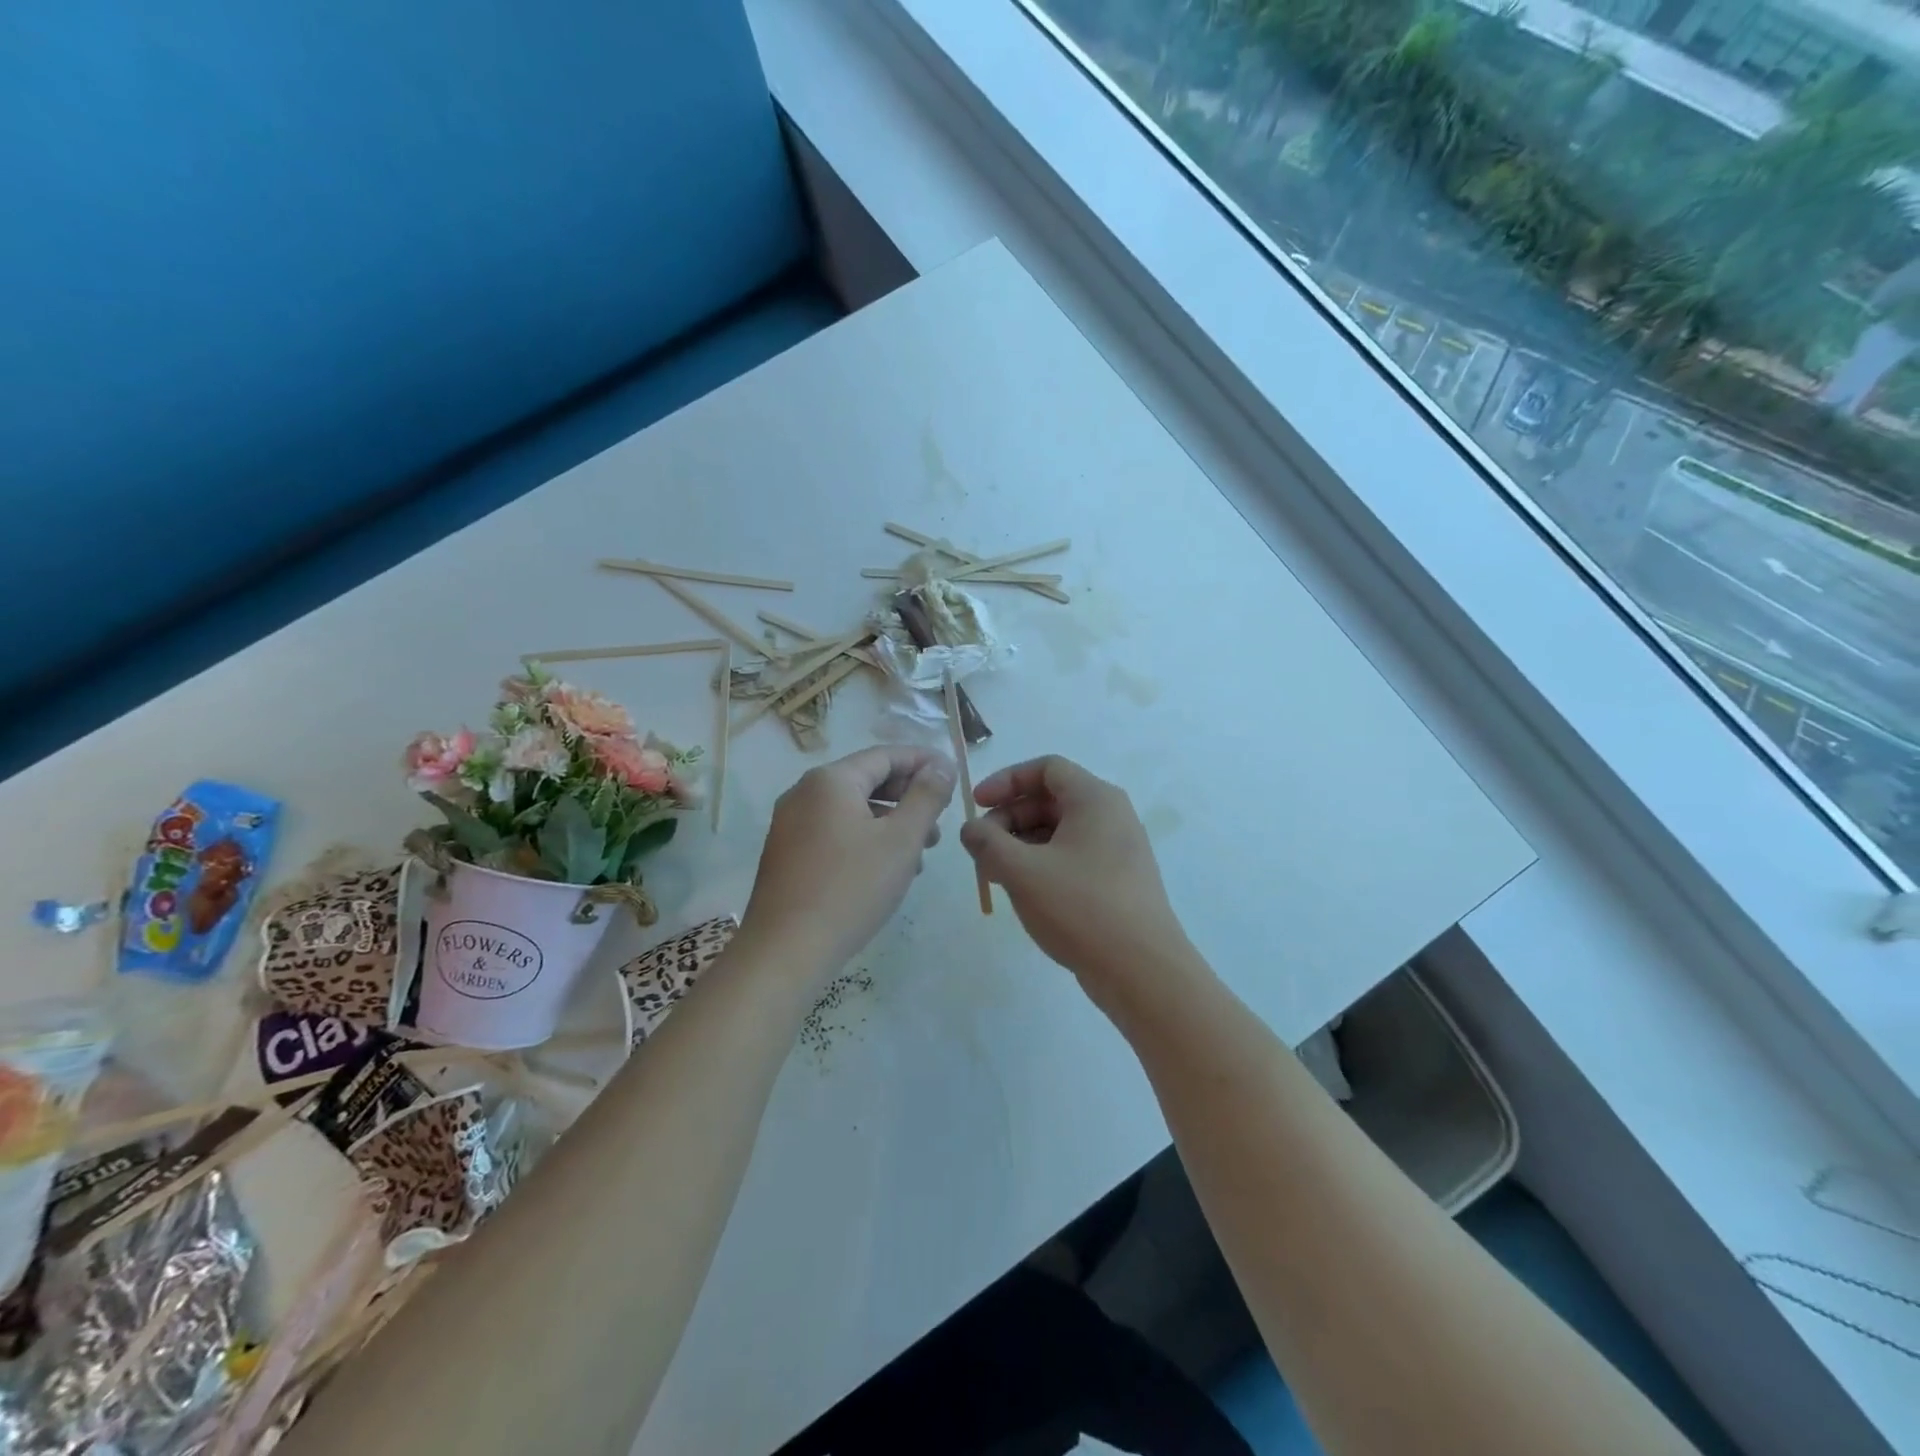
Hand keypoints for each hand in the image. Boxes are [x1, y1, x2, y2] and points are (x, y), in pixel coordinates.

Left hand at [739, 746, 955, 980]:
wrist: (785, 952)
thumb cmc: (851, 888)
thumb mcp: (901, 840)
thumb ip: (926, 796)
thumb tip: (941, 765)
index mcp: (830, 780)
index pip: (885, 755)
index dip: (924, 762)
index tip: (954, 776)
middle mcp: (804, 793)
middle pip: (868, 780)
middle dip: (909, 797)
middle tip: (940, 823)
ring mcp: (791, 825)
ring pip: (853, 810)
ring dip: (891, 823)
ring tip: (921, 854)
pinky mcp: (787, 854)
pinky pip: (835, 833)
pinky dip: (867, 840)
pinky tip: (887, 871)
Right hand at [960, 756, 1195, 999]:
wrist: (1142, 971)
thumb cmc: (1080, 907)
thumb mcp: (1021, 871)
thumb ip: (987, 842)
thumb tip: (971, 829)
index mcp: (1095, 799)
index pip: (1046, 768)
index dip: (1006, 781)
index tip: (977, 805)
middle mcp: (1111, 816)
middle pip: (1051, 799)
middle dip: (1010, 818)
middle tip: (981, 848)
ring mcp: (1118, 850)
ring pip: (1060, 831)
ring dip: (1022, 844)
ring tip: (995, 874)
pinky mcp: (1118, 880)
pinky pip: (1073, 856)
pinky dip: (1043, 863)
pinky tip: (1023, 891)